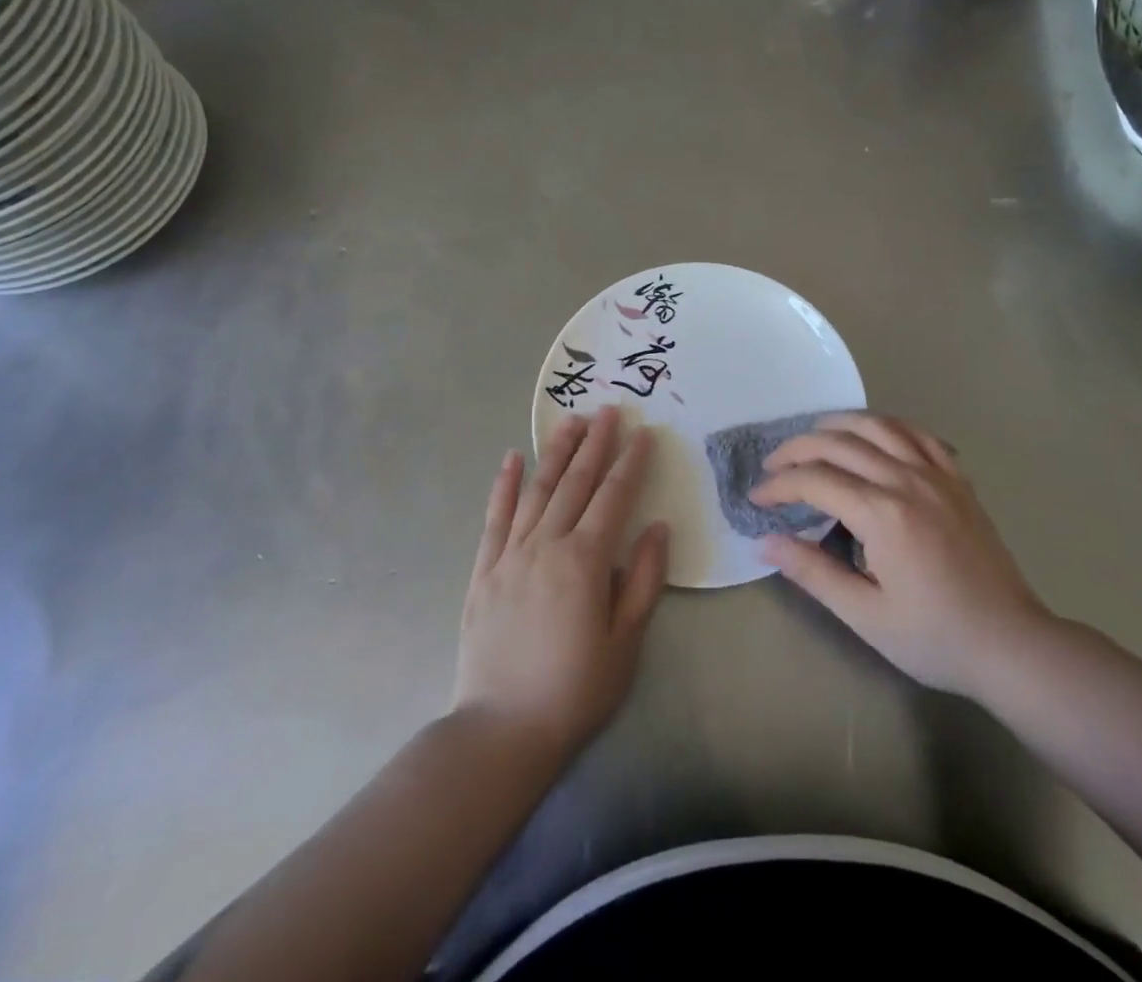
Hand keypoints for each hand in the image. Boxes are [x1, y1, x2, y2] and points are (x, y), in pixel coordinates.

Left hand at [453, 407, 669, 760]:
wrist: (502, 730)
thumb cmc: (575, 690)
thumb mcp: (625, 642)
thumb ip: (643, 580)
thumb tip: (657, 527)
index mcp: (585, 561)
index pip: (613, 497)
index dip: (630, 463)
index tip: (643, 433)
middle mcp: (546, 545)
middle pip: (575, 483)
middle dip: (595, 443)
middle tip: (608, 410)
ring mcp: (510, 555)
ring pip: (537, 490)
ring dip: (556, 452)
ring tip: (571, 421)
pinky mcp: (484, 571)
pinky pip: (495, 518)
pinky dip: (504, 485)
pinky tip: (512, 459)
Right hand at [754, 412, 1051, 700]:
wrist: (1011, 644)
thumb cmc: (935, 637)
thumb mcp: (865, 615)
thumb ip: (813, 572)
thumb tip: (766, 542)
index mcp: (882, 514)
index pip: (815, 480)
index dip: (779, 485)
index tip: (757, 499)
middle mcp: (907, 480)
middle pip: (840, 443)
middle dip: (797, 449)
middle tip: (773, 466)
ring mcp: (937, 475)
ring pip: (878, 426)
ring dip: (838, 424)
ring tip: (813, 437)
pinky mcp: (958, 480)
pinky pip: (919, 434)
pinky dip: (888, 426)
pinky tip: (874, 436)